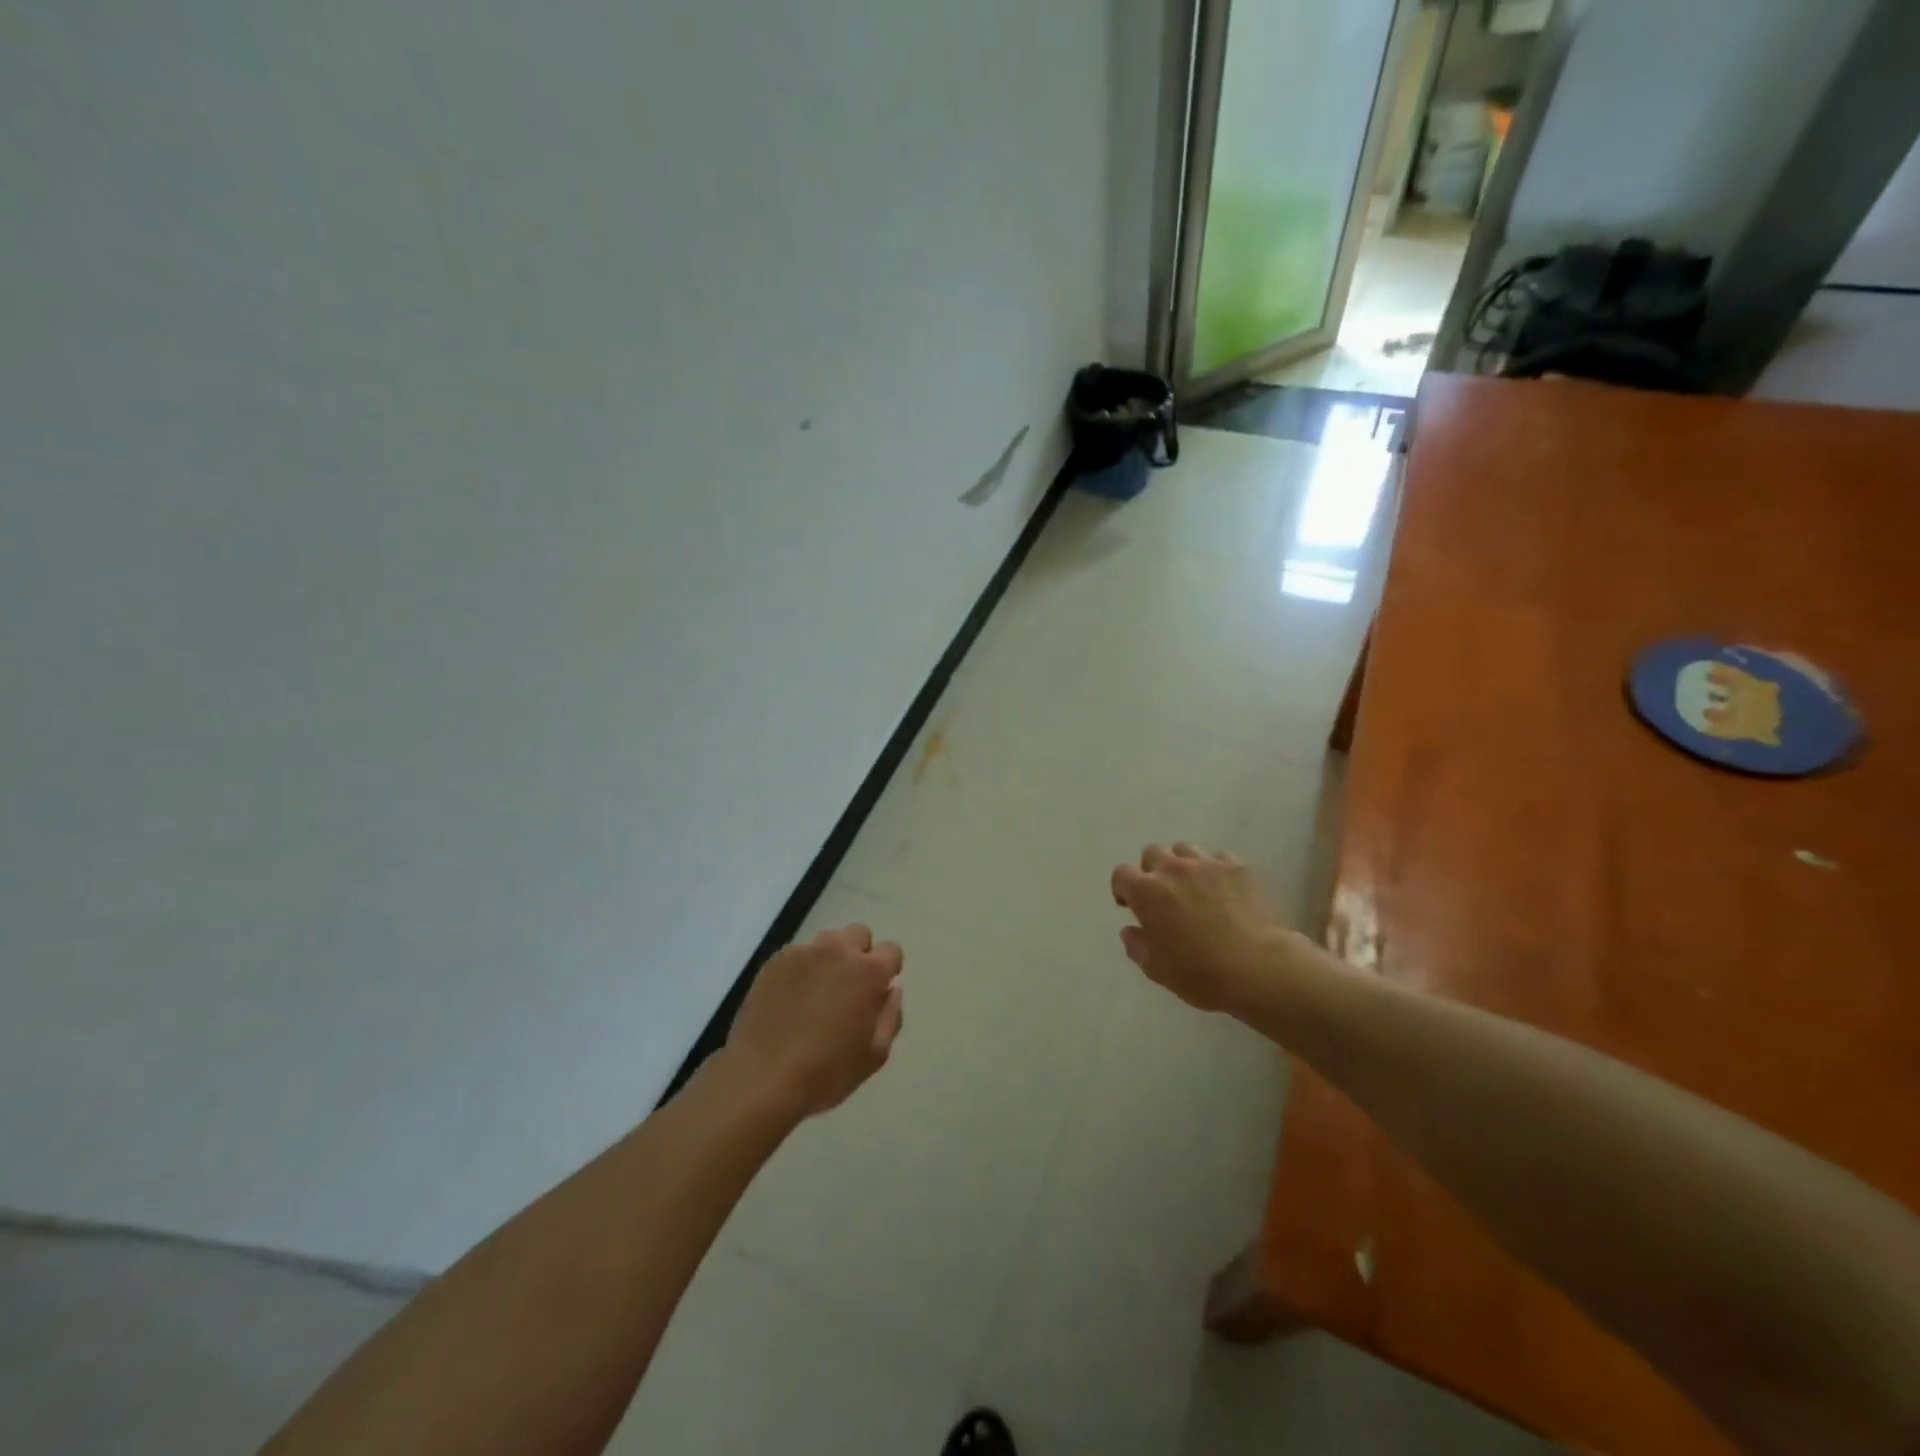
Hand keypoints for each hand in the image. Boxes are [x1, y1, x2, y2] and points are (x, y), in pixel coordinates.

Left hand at [726, 924, 903, 1117]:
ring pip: (827, 941)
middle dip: (860, 955)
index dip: (887, 971)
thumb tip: (891, 989)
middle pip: (859, 934)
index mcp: (868, 971)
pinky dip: (802, 969)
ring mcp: (803, 952)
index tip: (876, 993)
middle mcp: (838, 951)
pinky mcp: (775, 961)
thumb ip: (891, 1015)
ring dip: (831, 958)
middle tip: (848, 989)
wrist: (761, 1078)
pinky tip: (791, 999)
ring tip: (818, 992)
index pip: (892, 950)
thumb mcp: (875, 1055)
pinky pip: (798, 954)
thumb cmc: (826, 1071)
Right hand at [1111, 842, 1289, 1013]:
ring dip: (1182, 865)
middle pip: (1152, 853)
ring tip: (1193, 888)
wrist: (1259, 968)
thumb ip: (1137, 945)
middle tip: (1163, 895)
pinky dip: (1216, 870)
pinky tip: (1224, 890)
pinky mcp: (1237, 867)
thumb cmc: (1200, 973)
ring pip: (1185, 850)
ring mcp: (1207, 864)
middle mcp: (1172, 869)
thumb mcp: (1156, 969)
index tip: (1130, 905)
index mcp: (1146, 892)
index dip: (1123, 888)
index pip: (1121, 874)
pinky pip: (1219, 858)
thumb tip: (1130, 930)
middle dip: (1152, 870)